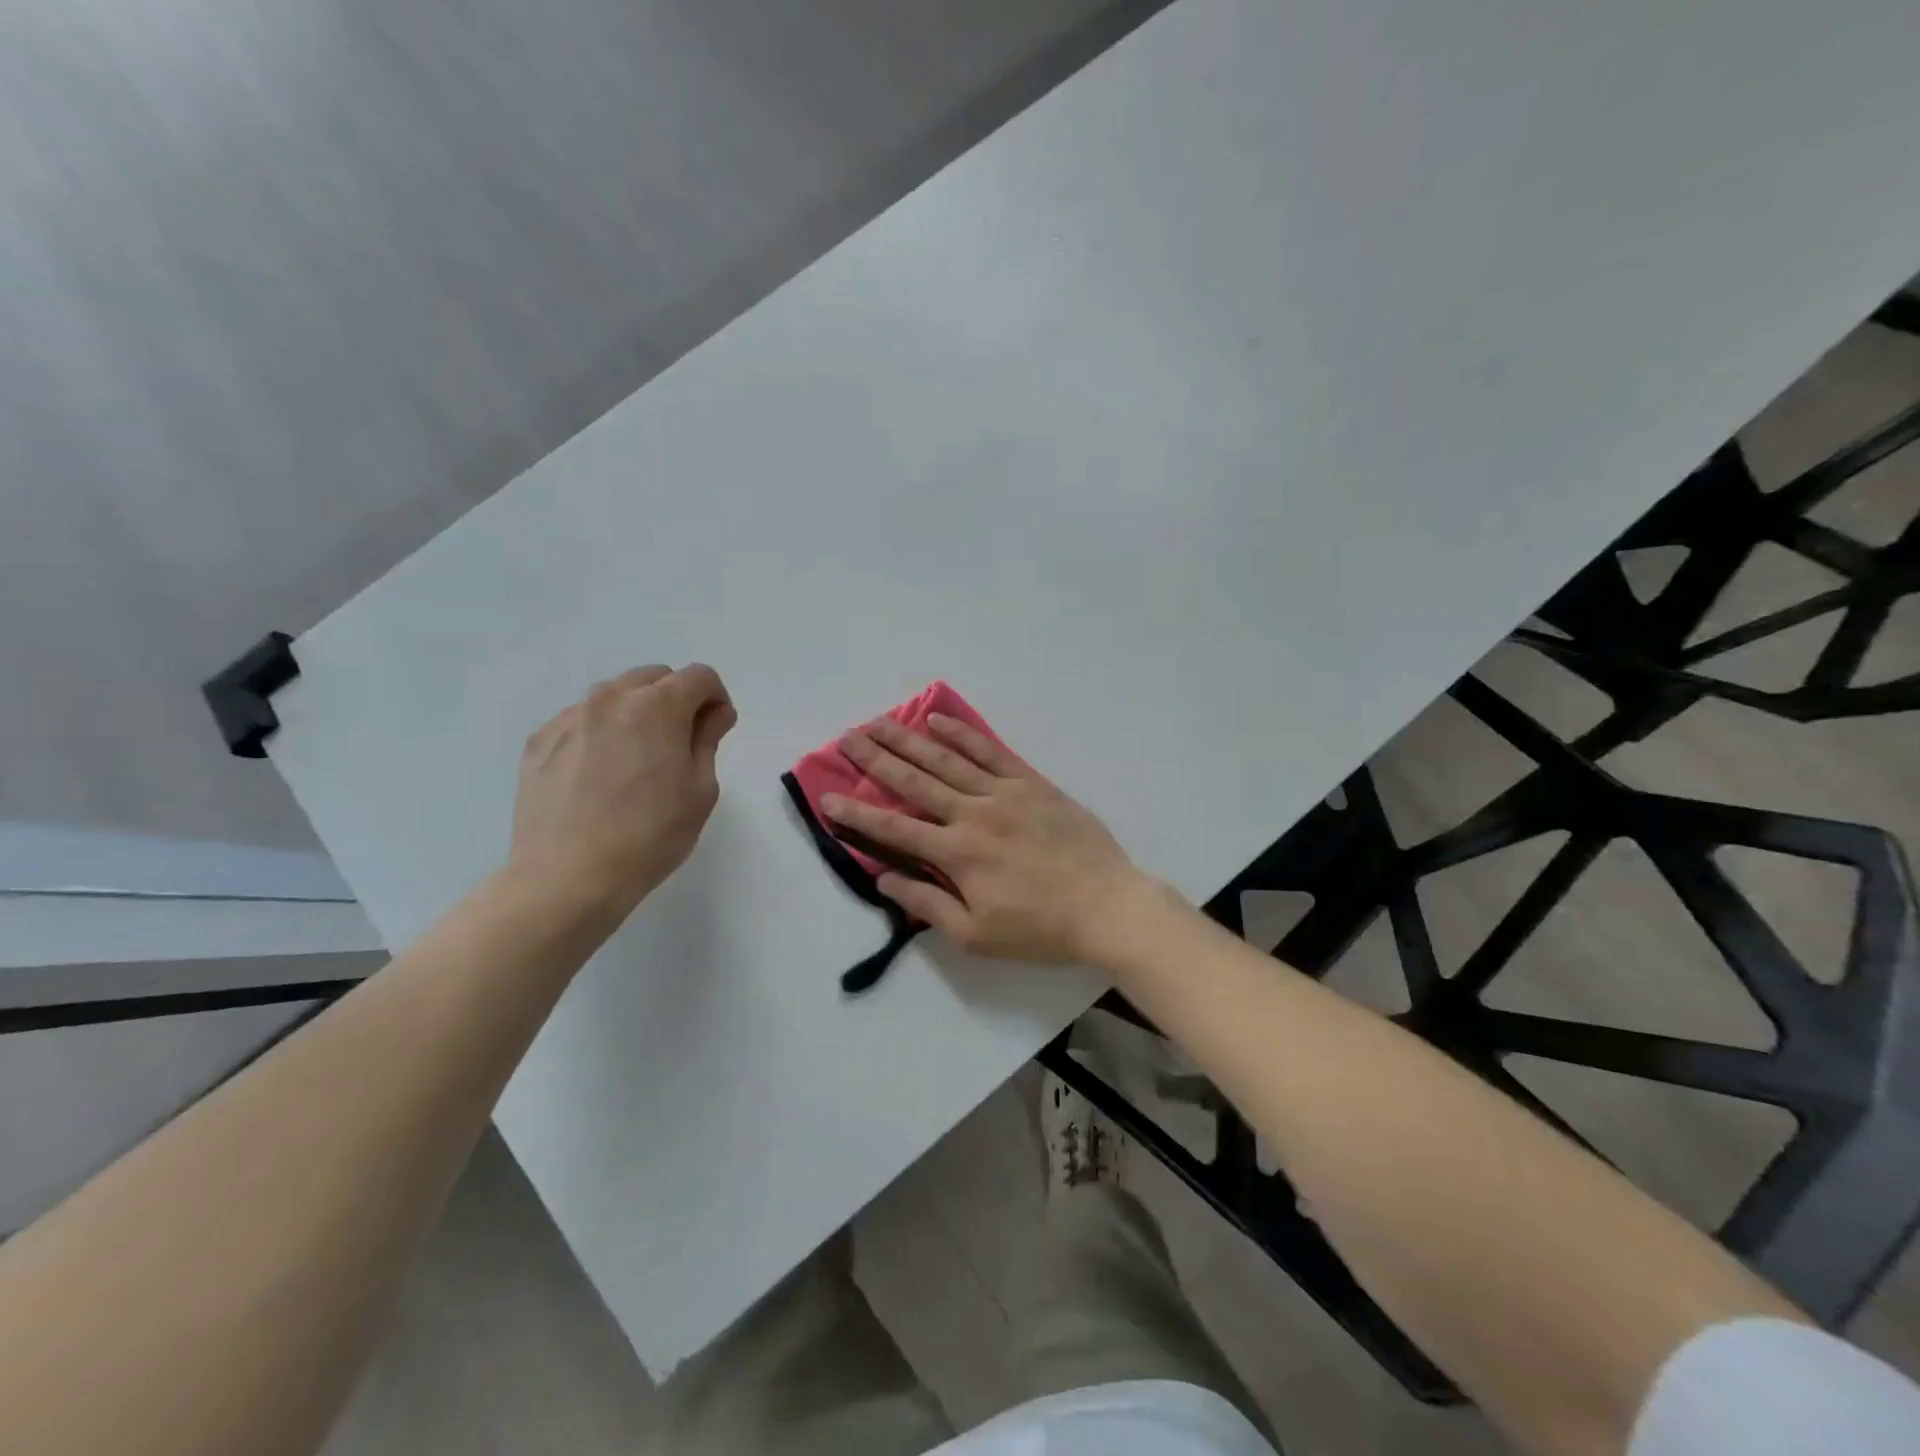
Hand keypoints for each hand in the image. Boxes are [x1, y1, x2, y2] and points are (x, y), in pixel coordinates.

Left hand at [510, 664, 736, 915]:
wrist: (567, 877)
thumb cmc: (650, 836)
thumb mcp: (700, 790)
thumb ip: (708, 740)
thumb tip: (714, 713)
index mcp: (657, 706)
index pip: (699, 676)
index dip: (715, 698)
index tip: (715, 729)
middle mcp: (610, 699)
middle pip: (655, 677)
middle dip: (675, 700)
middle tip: (679, 744)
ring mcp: (569, 718)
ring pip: (614, 696)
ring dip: (636, 713)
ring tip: (636, 760)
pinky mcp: (539, 741)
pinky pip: (581, 720)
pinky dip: (600, 733)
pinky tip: (600, 775)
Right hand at [821, 713, 1153, 965]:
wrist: (1107, 906)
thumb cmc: (1040, 929)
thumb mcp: (976, 934)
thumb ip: (927, 904)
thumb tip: (885, 879)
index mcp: (957, 854)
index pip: (894, 829)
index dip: (857, 812)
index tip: (828, 796)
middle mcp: (973, 814)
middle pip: (915, 781)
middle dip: (876, 759)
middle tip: (847, 738)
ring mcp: (1003, 793)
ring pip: (946, 759)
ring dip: (908, 740)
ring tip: (879, 722)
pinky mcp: (1031, 783)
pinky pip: (989, 751)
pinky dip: (961, 733)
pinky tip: (937, 720)